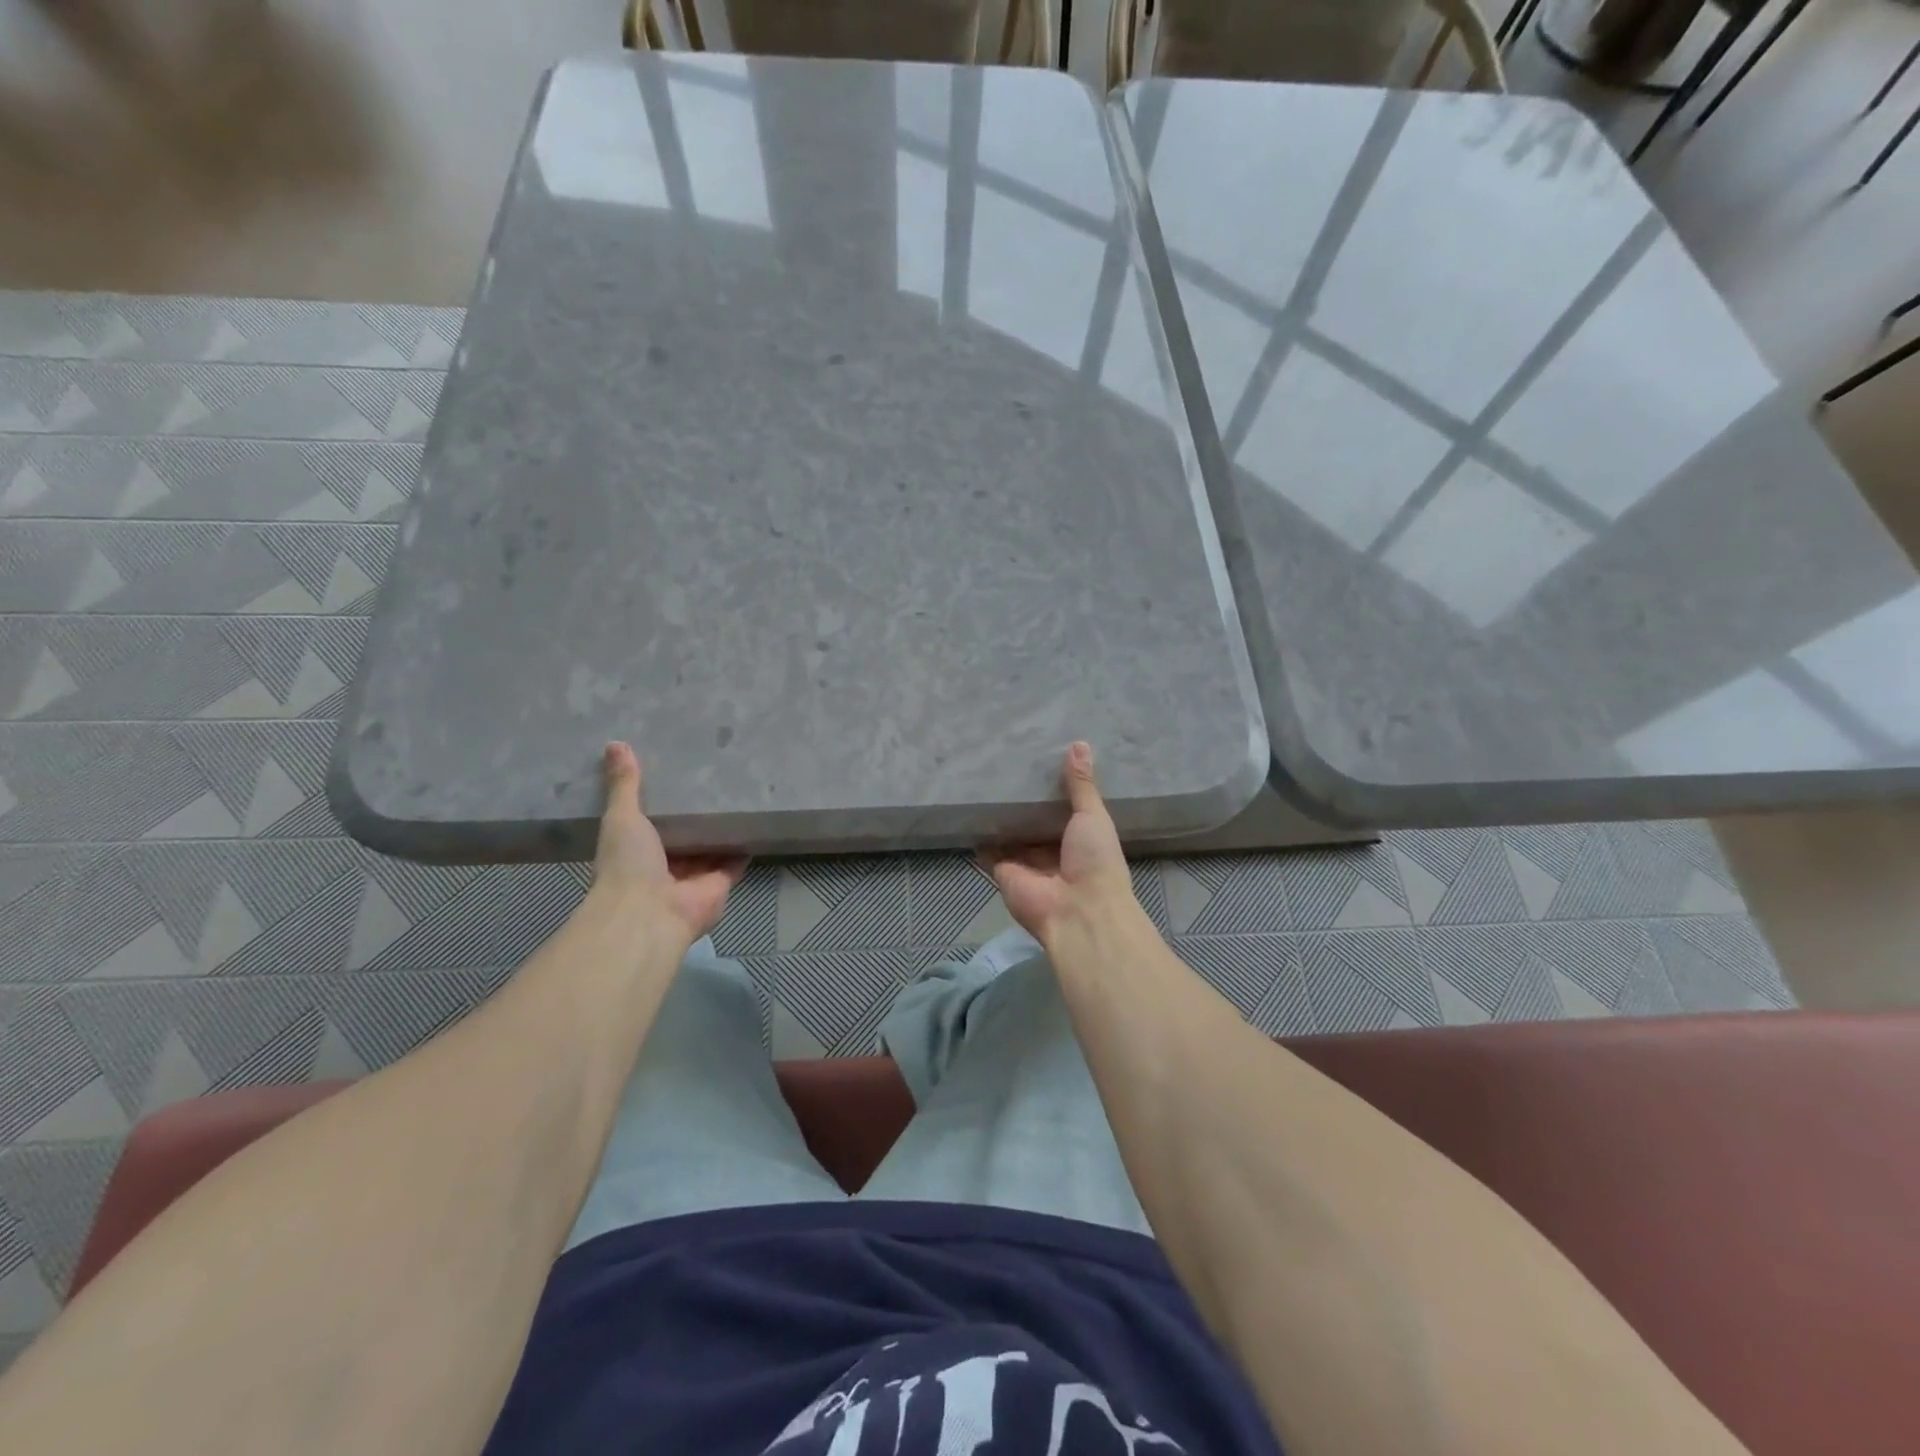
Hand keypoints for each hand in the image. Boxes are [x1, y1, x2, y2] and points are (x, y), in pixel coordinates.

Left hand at [594, 742, 745, 943]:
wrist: (650, 913)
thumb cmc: (627, 864)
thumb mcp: (621, 817)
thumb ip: (624, 785)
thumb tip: (614, 743)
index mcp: (636, 850)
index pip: (651, 822)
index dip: (662, 802)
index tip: (674, 774)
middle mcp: (665, 865)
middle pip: (685, 835)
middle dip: (696, 814)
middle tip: (713, 777)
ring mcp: (694, 876)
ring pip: (711, 847)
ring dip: (722, 828)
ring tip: (739, 793)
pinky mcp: (721, 883)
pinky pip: (736, 860)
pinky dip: (745, 844)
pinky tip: (757, 820)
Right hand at [983, 742, 1138, 945]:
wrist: (1077, 911)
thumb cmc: (1096, 861)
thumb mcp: (1093, 816)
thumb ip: (1082, 785)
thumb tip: (1080, 744)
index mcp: (1080, 838)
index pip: (1063, 809)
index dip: (1053, 788)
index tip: (1039, 759)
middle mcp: (1052, 850)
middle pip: (1034, 821)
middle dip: (1023, 801)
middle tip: (1006, 764)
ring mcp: (1027, 862)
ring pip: (1010, 833)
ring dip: (1000, 815)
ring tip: (983, 779)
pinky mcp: (1004, 870)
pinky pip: (989, 849)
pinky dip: (980, 834)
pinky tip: (968, 808)